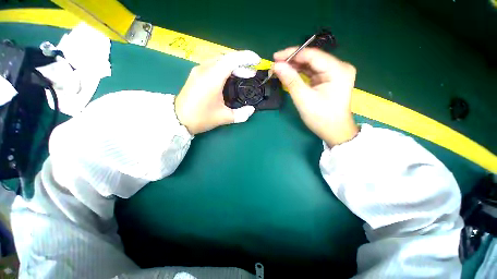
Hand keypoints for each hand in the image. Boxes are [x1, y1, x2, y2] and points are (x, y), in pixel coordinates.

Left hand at [175, 50, 260, 134]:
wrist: (177, 119)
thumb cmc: (201, 118)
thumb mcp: (223, 117)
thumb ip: (240, 114)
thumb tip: (251, 110)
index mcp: (212, 78)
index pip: (232, 59)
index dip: (246, 57)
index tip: (257, 61)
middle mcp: (204, 69)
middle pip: (226, 58)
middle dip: (242, 63)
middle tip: (251, 73)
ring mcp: (198, 70)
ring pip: (219, 60)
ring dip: (233, 66)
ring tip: (243, 75)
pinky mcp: (196, 74)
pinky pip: (213, 65)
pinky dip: (225, 68)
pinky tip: (230, 77)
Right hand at [273, 47, 358, 146]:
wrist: (333, 131)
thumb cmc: (320, 117)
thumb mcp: (303, 99)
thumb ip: (290, 80)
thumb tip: (276, 66)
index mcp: (338, 70)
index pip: (312, 55)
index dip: (292, 54)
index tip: (275, 57)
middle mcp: (339, 67)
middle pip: (312, 58)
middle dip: (293, 61)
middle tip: (276, 64)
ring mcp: (335, 73)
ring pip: (311, 65)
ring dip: (295, 67)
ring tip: (280, 69)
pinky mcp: (330, 79)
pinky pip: (313, 72)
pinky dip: (300, 73)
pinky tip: (290, 73)